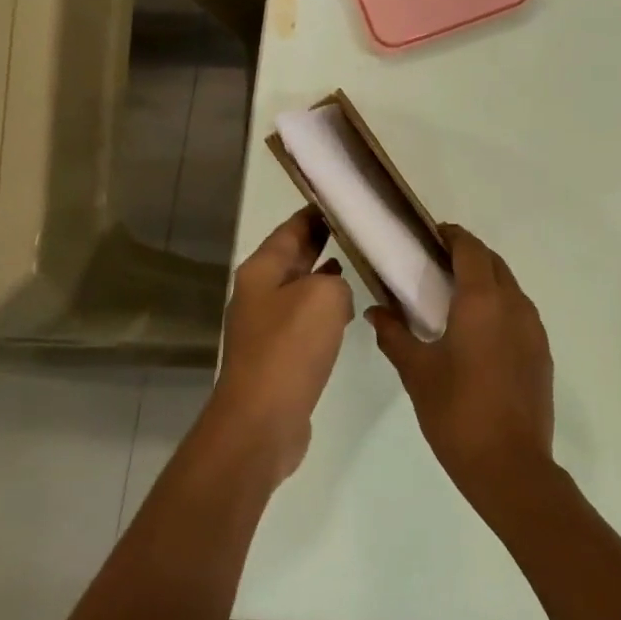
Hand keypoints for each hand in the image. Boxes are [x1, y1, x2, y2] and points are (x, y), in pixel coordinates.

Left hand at [209, 208, 353, 480]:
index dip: (316, 212)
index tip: (344, 199)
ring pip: (301, 288)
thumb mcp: (323, 296)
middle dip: (323, 241)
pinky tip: (347, 312)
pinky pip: (306, 319)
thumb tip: (334, 292)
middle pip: (294, 257)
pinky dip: (326, 309)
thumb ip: (335, 280)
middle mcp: (259, 292)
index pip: (292, 228)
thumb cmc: (290, 348)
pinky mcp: (279, 355)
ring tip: (360, 265)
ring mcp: (266, 325)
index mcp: (262, 270)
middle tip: (360, 229)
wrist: (262, 420)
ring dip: (326, 277)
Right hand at [367, 226, 553, 504]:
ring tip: (454, 296)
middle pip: (493, 263)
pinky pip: (519, 313)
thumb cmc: (457, 413)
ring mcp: (534, 329)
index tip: (430, 236)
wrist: (510, 465)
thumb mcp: (418, 372)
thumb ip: (394, 336)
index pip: (471, 249)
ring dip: (486, 280)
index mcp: (483, 301)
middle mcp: (514, 305)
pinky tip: (478, 331)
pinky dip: (499, 306)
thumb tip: (375, 311)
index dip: (452, 236)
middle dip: (468, 255)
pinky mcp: (542, 352)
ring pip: (510, 287)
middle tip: (436, 264)